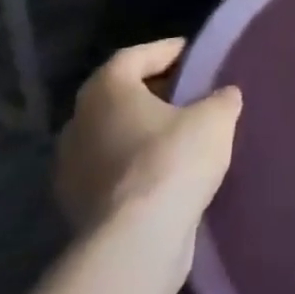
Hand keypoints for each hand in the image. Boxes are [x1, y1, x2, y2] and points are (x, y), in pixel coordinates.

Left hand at [55, 39, 240, 270]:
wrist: (136, 241)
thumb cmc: (173, 160)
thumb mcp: (215, 118)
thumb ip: (221, 98)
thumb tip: (224, 95)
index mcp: (105, 90)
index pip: (134, 56)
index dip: (166, 52)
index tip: (193, 54)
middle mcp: (78, 122)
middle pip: (118, 96)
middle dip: (153, 93)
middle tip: (189, 93)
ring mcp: (71, 168)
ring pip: (112, 136)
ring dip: (141, 132)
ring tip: (181, 135)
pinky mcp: (76, 207)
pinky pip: (111, 172)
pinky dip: (135, 166)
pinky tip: (166, 173)